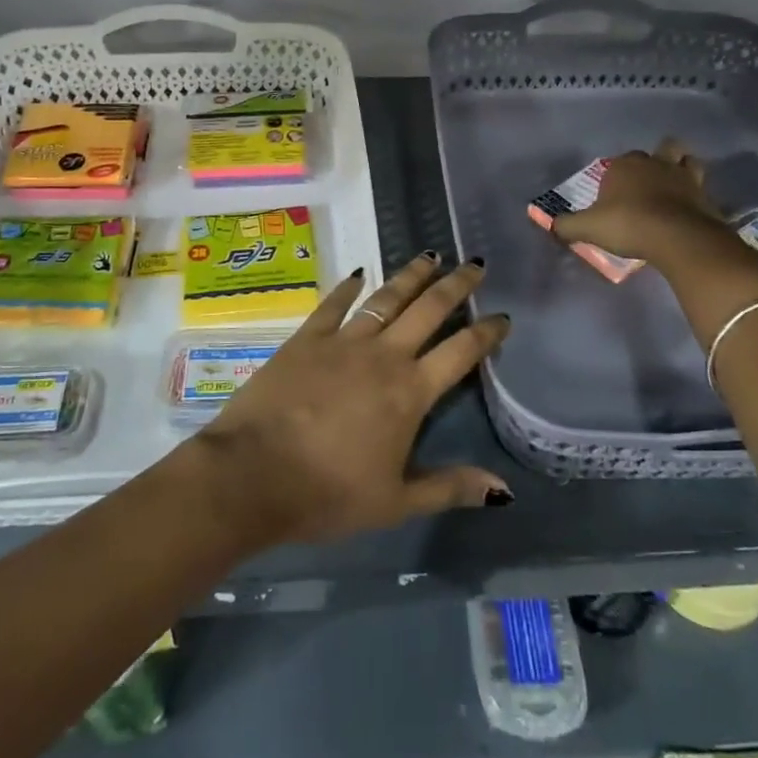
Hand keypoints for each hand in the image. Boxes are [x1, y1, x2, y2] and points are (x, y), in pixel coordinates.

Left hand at [191, 255, 511, 544]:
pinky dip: (348, 287)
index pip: (460, 352)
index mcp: (410, 392)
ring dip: (411, 275)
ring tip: (431, 256)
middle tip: (475, 265)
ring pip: (386, 297)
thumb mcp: (395, 502)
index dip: (486, 332)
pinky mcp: (306, 338)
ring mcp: (343, 341)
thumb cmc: (328, 494)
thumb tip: (503, 488)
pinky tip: (358, 273)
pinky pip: (333, 305)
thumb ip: (449, 487)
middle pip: (429, 310)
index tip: (502, 317)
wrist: (254, 473)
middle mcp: (383, 355)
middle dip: (456, 286)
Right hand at [552, 140, 727, 264]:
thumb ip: (566, 226)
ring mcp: (685, 177)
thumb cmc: (627, 224)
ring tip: (675, 186)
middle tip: (648, 183)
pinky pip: (702, 188)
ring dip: (682, 168)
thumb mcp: (587, 228)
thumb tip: (551, 226)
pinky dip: (696, 196)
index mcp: (625, 165)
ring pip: (687, 160)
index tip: (613, 195)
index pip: (619, 161)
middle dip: (655, 160)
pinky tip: (689, 210)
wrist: (677, 237)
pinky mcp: (706, 196)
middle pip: (661, 149)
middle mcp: (656, 163)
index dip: (617, 175)